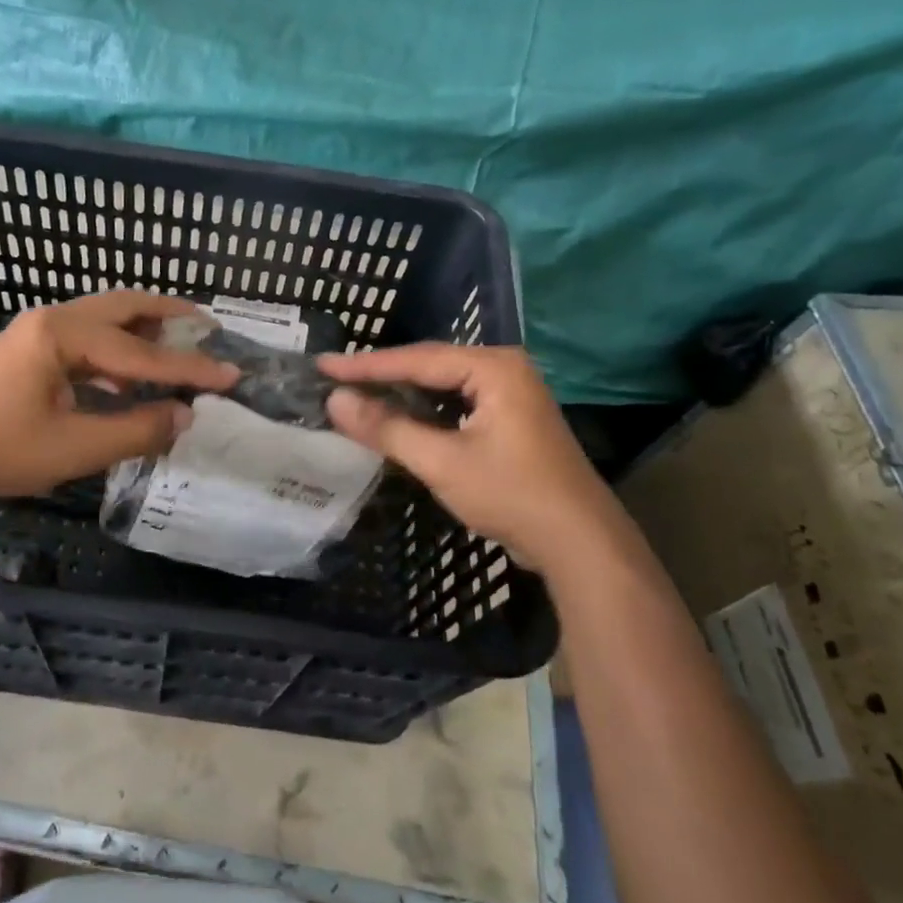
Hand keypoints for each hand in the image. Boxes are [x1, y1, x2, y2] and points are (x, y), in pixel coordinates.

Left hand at [0, 289, 236, 505]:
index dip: (189, 368)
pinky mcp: (30, 350)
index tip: (232, 374)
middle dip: (169, 316)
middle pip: (124, 306)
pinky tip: (131, 380)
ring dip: (144, 330)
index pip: (141, 353)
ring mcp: (38, 331)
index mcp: (62, 334)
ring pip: (105, 319)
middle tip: (210, 328)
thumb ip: (136, 431)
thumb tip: (185, 416)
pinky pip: (87, 340)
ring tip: (181, 346)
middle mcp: (53, 319)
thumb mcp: (74, 447)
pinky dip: (118, 352)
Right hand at [318, 343, 631, 573]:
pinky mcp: (510, 421)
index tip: (323, 366)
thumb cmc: (511, 494)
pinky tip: (396, 418)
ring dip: (401, 394)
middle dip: (382, 375)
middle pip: (430, 366)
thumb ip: (387, 428)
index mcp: (493, 367)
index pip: (417, 359)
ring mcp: (511, 395)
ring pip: (442, 387)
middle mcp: (504, 370)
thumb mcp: (442, 461)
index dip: (365, 365)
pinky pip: (455, 405)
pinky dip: (423, 412)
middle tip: (334, 378)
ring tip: (356, 394)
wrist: (580, 543)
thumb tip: (334, 401)